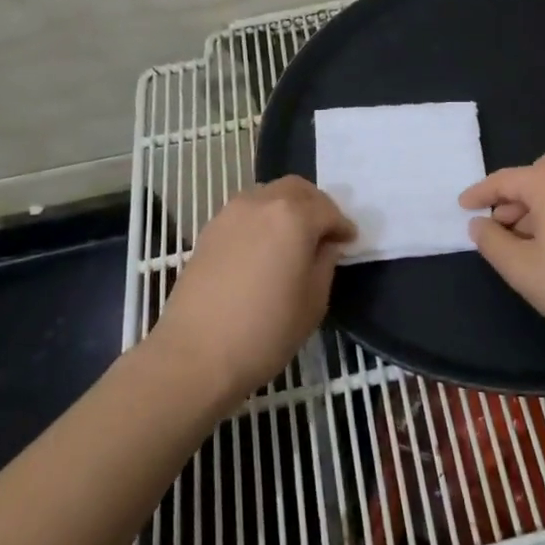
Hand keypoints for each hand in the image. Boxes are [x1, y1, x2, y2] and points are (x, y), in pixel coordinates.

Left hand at [150, 177, 355, 399]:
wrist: (195, 354)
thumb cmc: (265, 331)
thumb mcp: (313, 302)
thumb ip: (325, 263)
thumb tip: (326, 246)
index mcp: (294, 216)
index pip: (328, 210)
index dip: (343, 226)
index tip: (350, 242)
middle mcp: (262, 202)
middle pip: (297, 189)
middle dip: (316, 206)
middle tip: (324, 233)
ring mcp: (231, 213)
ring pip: (269, 194)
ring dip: (287, 207)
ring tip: (293, 238)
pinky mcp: (209, 230)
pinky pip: (246, 211)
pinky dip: (262, 219)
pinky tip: (264, 247)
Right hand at [460, 154, 544, 351]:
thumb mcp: (522, 269)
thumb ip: (492, 242)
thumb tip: (479, 224)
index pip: (506, 179)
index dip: (480, 193)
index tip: (463, 206)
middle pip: (538, 175)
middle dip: (515, 197)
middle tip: (500, 225)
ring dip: (540, 206)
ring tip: (528, 240)